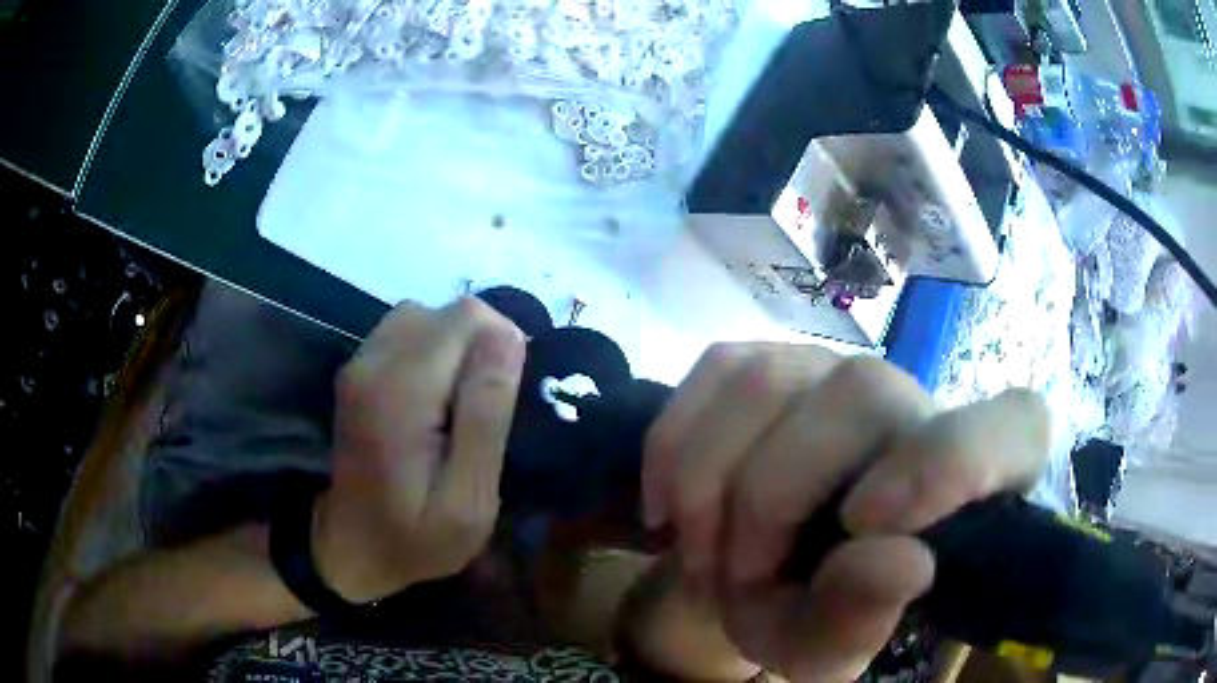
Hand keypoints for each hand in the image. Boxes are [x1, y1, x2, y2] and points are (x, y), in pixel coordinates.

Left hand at [312, 298, 524, 602]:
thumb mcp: (468, 497)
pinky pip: (410, 333)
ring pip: (431, 317)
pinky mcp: (359, 368)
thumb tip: (509, 336)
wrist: (352, 549)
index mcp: (401, 390)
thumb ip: (486, 414)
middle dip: (483, 347)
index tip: (508, 399)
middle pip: (450, 311)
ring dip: (460, 349)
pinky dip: (436, 352)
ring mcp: (360, 361)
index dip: (503, 345)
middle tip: (489, 408)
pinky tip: (438, 398)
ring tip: (465, 403)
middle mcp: (374, 360)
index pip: (468, 318)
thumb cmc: (416, 537)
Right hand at [642, 344, 1050, 681]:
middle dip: (772, 497)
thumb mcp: (828, 647)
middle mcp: (915, 404)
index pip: (1016, 428)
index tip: (869, 524)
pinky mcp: (773, 361)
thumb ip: (862, 619)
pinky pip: (716, 372)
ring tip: (697, 549)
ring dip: (709, 482)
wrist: (753, 575)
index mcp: (966, 480)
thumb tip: (902, 560)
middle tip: (735, 574)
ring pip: (769, 382)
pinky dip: (674, 445)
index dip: (955, 458)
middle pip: (859, 395)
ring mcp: (838, 370)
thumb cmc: (812, 613)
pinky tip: (671, 502)